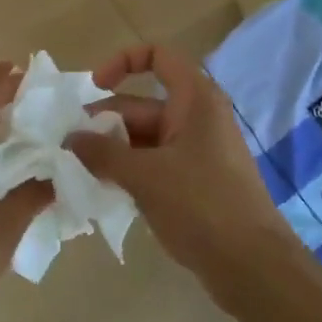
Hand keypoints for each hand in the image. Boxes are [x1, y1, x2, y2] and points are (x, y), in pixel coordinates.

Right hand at [65, 45, 298, 308]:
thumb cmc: (201, 205)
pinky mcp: (196, 181)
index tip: (94, 87)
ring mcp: (197, 151)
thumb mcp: (145, 175)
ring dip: (113, 151)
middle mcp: (197, 117)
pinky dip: (130, 170)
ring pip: (145, 138)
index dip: (123, 62)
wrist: (252, 266)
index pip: (158, 56)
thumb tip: (70, 139)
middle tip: (68, 148)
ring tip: (78, 171)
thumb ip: (103, 153)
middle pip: (142, 104)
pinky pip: (155, 163)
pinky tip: (103, 190)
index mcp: (194, 99)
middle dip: (105, 122)